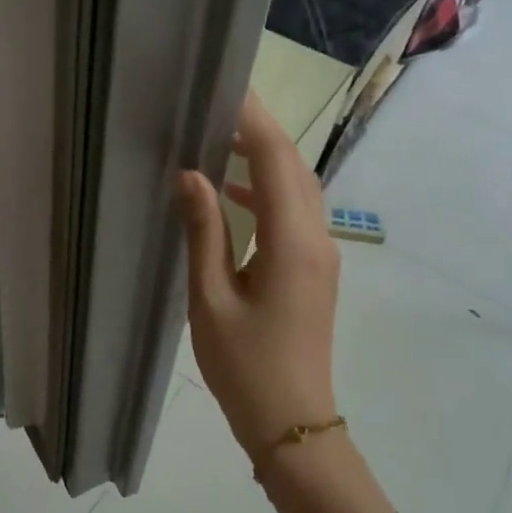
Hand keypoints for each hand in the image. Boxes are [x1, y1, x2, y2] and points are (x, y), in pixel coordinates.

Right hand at [176, 92, 339, 458]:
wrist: (291, 422)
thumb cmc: (245, 366)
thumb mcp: (211, 300)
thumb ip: (203, 232)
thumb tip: (190, 175)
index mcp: (292, 241)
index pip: (275, 160)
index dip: (252, 121)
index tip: (224, 89)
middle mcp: (316, 239)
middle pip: (293, 167)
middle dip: (260, 132)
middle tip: (217, 107)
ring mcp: (322, 255)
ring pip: (297, 189)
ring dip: (264, 161)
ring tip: (219, 141)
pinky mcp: (315, 271)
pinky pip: (294, 215)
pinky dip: (267, 194)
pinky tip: (232, 197)